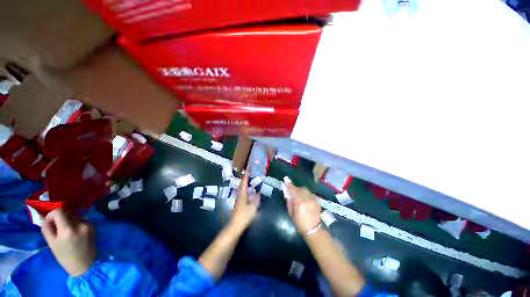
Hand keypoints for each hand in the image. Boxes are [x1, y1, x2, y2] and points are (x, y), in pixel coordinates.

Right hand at [41, 209, 95, 276]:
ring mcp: (89, 224)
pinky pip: (81, 221)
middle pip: (67, 214)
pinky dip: (76, 224)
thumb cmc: (65, 257)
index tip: (49, 222)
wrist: (85, 265)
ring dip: (68, 222)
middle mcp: (80, 224)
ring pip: (74, 217)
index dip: (51, 215)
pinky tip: (75, 234)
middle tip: (56, 230)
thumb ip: (47, 228)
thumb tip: (45, 217)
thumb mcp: (51, 243)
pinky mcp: (93, 226)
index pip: (59, 212)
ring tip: (66, 234)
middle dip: (60, 219)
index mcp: (68, 229)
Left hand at [230, 170, 259, 232]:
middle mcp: (239, 195)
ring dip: (246, 184)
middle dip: (246, 177)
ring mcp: (239, 199)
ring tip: (252, 180)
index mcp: (242, 194)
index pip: (244, 181)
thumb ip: (256, 200)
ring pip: (243, 189)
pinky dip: (248, 190)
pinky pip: (244, 194)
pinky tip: (251, 193)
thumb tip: (258, 193)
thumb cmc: (244, 216)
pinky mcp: (240, 204)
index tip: (248, 167)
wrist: (235, 226)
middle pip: (242, 184)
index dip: (246, 174)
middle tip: (250, 172)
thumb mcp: (253, 207)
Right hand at [285, 183, 321, 234]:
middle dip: (294, 188)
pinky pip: (309, 193)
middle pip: (299, 189)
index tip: (286, 179)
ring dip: (300, 190)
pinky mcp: (317, 200)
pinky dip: (305, 193)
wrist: (314, 230)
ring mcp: (313, 199)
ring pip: (305, 190)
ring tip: (298, 196)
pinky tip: (303, 198)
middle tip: (291, 192)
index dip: (289, 184)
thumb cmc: (299, 223)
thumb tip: (285, 189)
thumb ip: (288, 199)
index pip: (293, 190)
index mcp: (299, 203)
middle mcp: (307, 199)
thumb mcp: (291, 212)